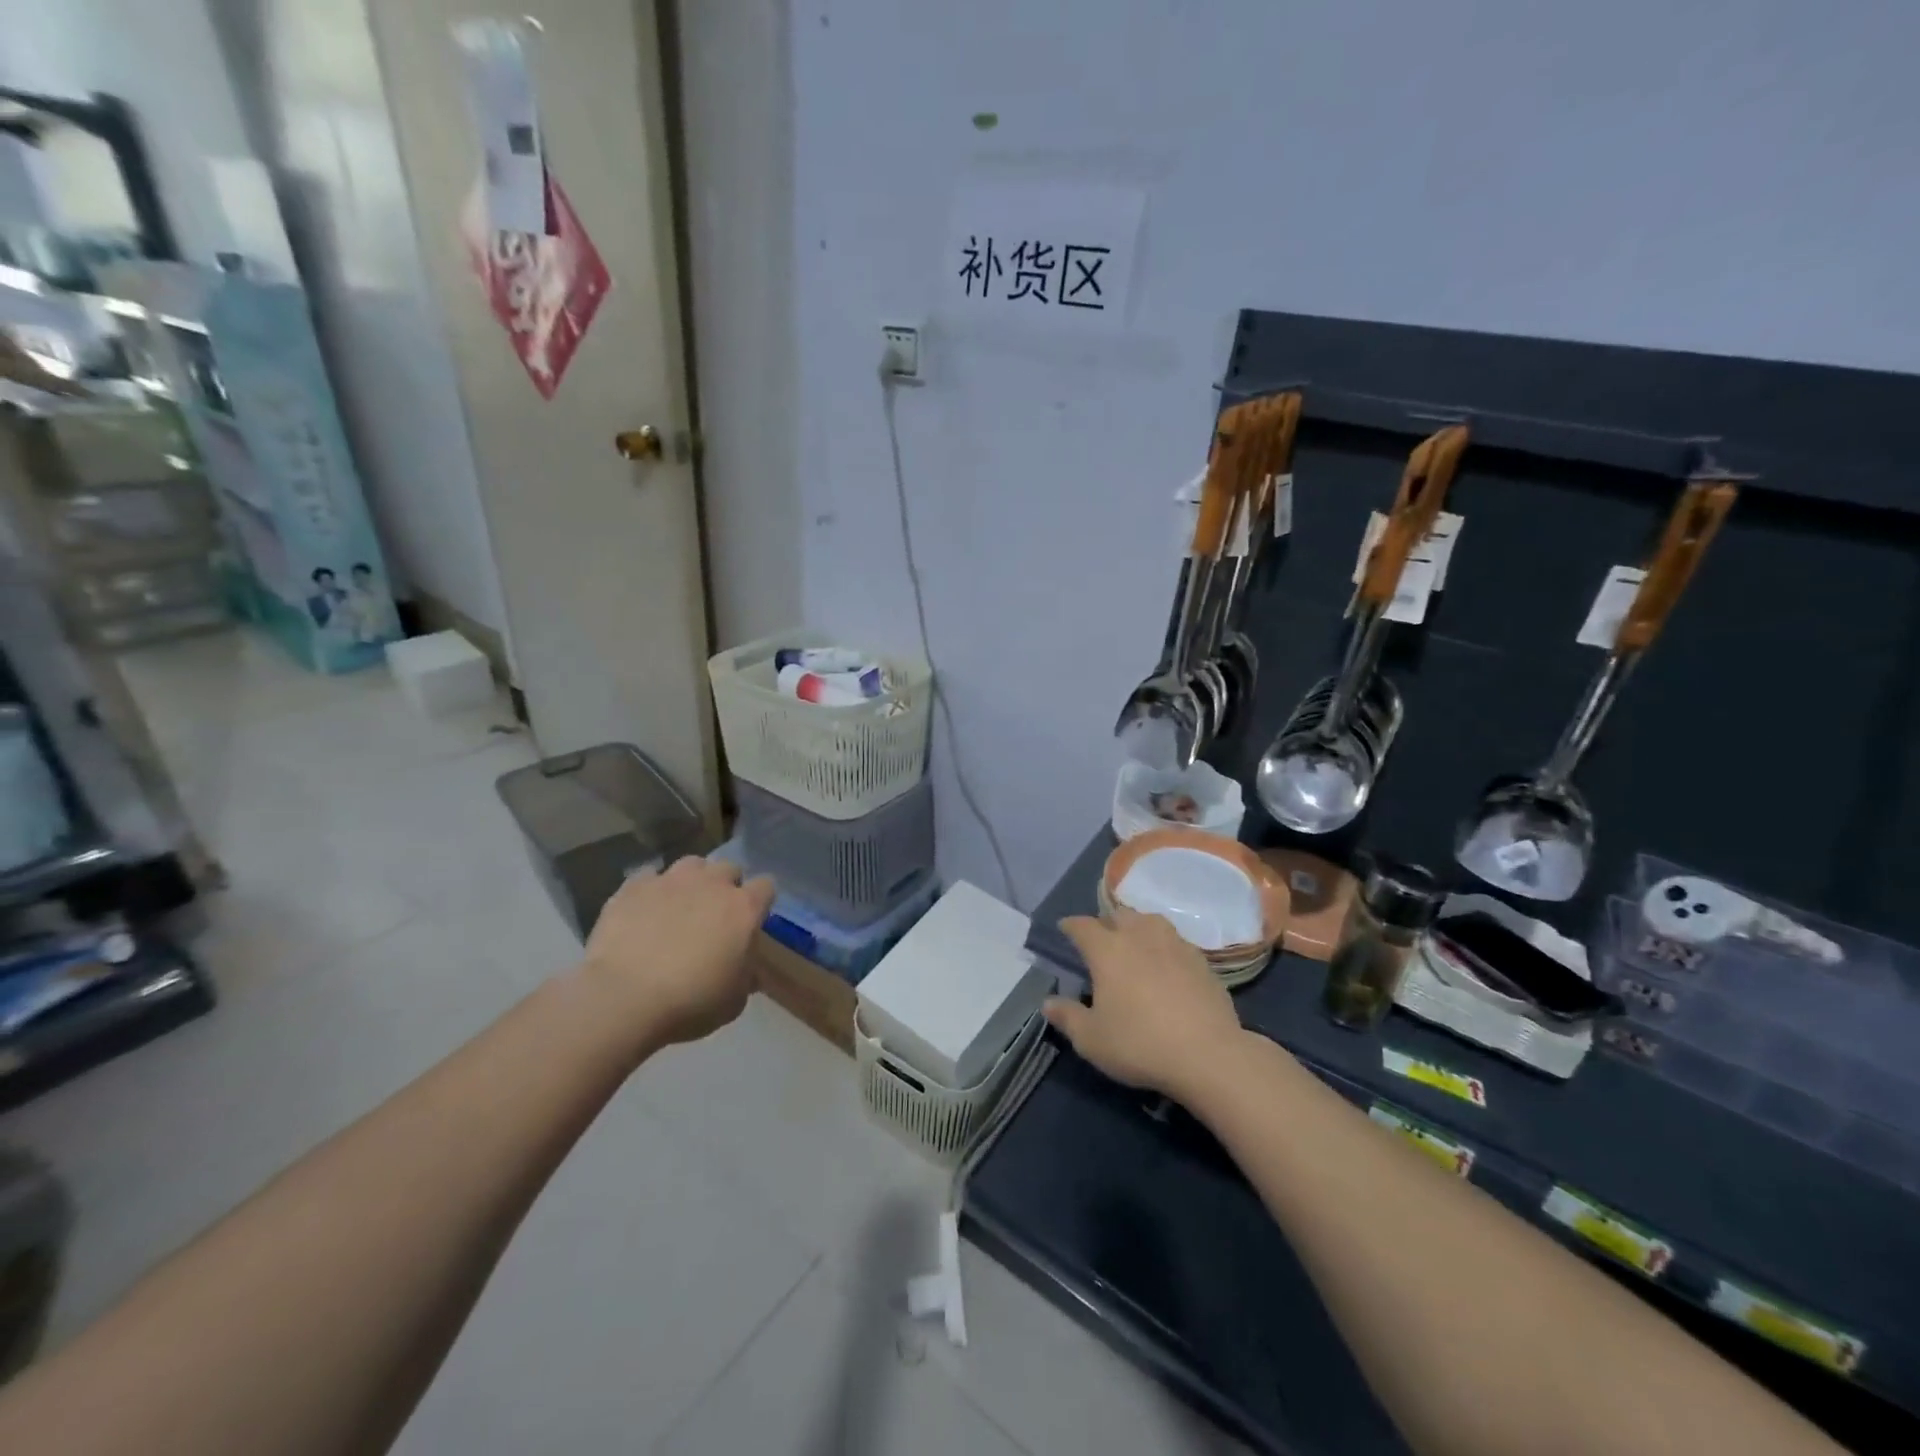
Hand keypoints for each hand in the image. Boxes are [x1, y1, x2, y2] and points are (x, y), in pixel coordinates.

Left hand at [582, 856, 775, 1049]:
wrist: (625, 998)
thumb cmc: (691, 1002)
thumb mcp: (733, 1001)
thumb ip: (746, 976)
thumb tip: (748, 971)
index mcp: (744, 908)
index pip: (766, 887)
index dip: (760, 902)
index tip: (752, 920)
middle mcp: (712, 884)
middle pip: (729, 869)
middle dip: (726, 886)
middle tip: (714, 914)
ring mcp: (671, 880)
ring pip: (691, 864)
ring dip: (691, 881)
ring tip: (679, 905)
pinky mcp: (634, 886)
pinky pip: (648, 876)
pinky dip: (650, 890)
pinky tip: (643, 910)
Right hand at [1043, 907, 1245, 1100]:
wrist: (1208, 1055)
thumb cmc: (1139, 1044)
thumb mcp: (1091, 1039)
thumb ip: (1067, 1017)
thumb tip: (1048, 1002)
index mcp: (1107, 949)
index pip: (1082, 926)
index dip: (1070, 926)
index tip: (1064, 929)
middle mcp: (1139, 936)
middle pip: (1119, 915)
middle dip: (1107, 923)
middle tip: (1102, 942)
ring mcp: (1174, 944)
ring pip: (1151, 922)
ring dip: (1138, 928)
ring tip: (1135, 945)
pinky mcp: (1201, 960)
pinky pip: (1175, 942)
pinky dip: (1165, 947)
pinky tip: (1167, 966)